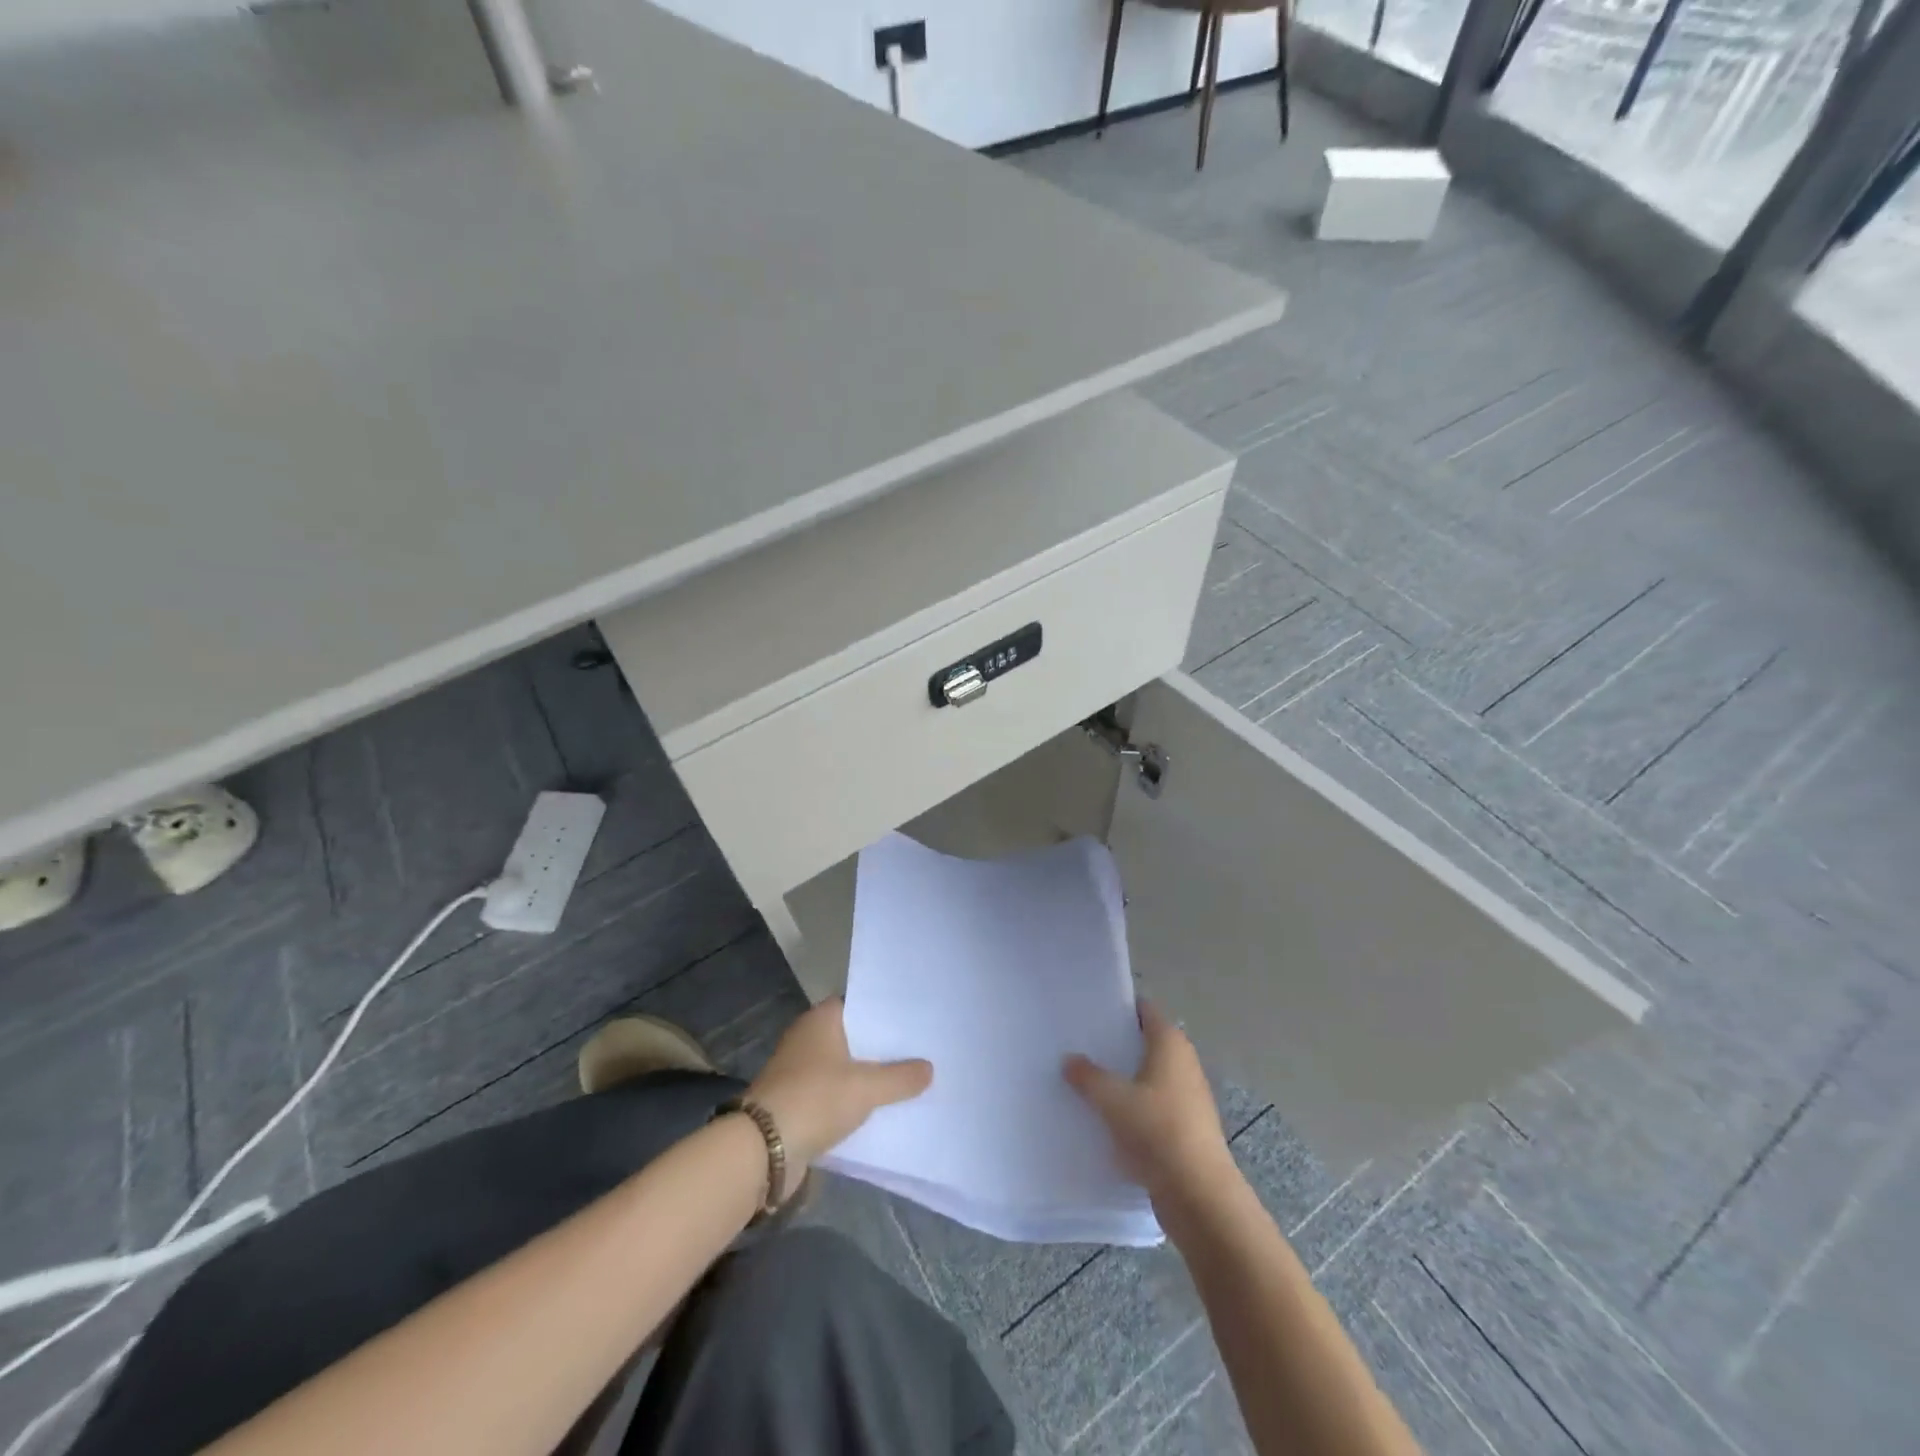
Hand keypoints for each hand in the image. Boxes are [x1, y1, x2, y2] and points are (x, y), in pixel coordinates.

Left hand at [747, 998, 931, 1199]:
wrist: (763, 1150)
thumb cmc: (815, 1099)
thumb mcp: (866, 1088)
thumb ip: (900, 1078)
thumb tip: (929, 1068)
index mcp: (820, 1019)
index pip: (859, 1004)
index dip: (885, 1012)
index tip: (914, 1020)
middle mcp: (807, 1037)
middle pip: (853, 1036)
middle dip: (881, 1047)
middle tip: (919, 1050)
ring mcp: (799, 1070)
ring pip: (844, 1067)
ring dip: (867, 1076)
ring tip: (907, 1080)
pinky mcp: (796, 1100)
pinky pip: (833, 1093)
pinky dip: (852, 1099)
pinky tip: (879, 1109)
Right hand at [1063, 1001, 1235, 1207]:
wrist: (1198, 1193)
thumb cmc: (1156, 1130)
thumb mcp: (1112, 1099)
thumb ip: (1087, 1076)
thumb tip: (1069, 1060)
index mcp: (1170, 1043)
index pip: (1144, 1010)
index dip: (1120, 1007)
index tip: (1091, 1011)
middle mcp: (1183, 1062)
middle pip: (1145, 1042)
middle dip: (1116, 1043)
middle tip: (1081, 1044)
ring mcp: (1188, 1095)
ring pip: (1148, 1075)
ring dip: (1123, 1077)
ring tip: (1087, 1079)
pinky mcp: (1186, 1126)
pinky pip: (1153, 1104)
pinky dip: (1133, 1104)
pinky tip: (1108, 1116)